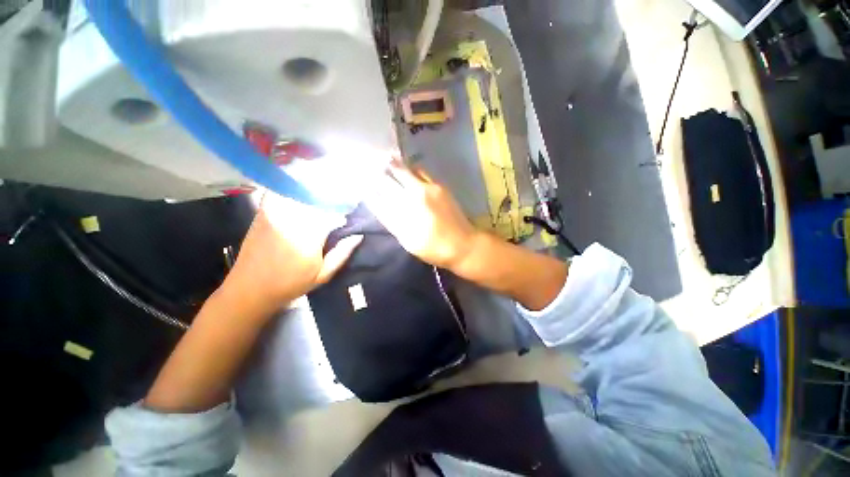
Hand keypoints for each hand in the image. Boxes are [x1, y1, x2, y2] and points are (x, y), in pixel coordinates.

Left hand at [223, 192, 361, 316]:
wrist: (249, 289)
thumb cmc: (290, 284)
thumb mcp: (323, 275)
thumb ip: (342, 254)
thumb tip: (358, 236)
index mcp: (308, 238)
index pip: (332, 214)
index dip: (344, 212)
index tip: (349, 215)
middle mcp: (292, 221)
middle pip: (317, 200)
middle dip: (331, 199)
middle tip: (341, 202)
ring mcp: (275, 215)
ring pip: (300, 194)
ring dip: (314, 193)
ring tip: (325, 195)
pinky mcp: (264, 214)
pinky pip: (282, 195)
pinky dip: (295, 191)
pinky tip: (302, 193)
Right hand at [364, 163, 477, 270]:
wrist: (462, 245)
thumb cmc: (433, 248)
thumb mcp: (408, 241)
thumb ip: (392, 221)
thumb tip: (379, 204)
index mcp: (404, 211)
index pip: (380, 195)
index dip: (369, 187)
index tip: (362, 182)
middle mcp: (414, 195)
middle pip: (391, 177)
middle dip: (378, 170)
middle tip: (369, 163)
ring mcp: (428, 188)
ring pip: (406, 170)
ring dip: (394, 164)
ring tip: (385, 159)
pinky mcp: (440, 187)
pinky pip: (421, 172)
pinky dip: (411, 168)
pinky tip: (408, 168)